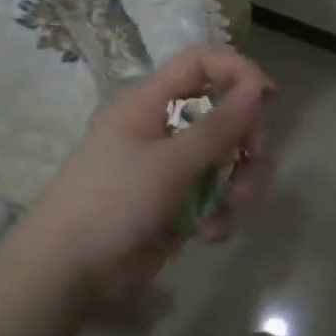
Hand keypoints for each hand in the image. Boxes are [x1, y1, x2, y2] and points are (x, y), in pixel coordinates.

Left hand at [12, 44, 273, 317]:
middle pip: (222, 112)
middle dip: (246, 137)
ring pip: (225, 157)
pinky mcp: (175, 204)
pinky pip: (213, 196)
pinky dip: (220, 212)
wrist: (66, 273)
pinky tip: (210, 234)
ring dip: (240, 179)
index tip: (269, 98)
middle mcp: (162, 128)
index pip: (201, 63)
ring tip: (235, 205)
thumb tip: (258, 88)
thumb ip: (218, 126)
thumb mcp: (170, 163)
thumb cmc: (112, 203)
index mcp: (150, 103)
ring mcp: (169, 168)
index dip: (238, 71)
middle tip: (254, 162)